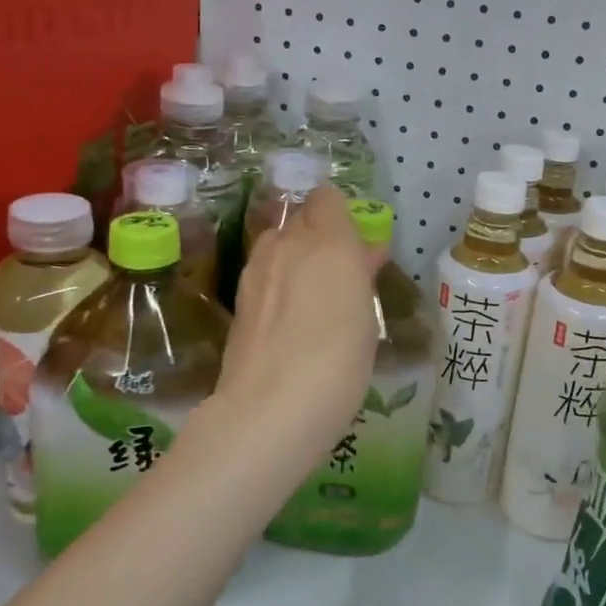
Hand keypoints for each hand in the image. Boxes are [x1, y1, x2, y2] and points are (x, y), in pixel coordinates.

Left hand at [214, 185, 386, 463]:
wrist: (271, 408)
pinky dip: (277, 283)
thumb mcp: (367, 315)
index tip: (356, 242)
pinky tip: (289, 318)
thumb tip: (363, 251)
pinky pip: (264, 274)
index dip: (341, 215)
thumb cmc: (340, 360)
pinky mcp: (239, 300)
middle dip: (318, 233)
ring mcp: (256, 271)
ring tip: (314, 295)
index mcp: (328, 241)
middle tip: (339, 269)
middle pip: (300, 217)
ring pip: (277, 244)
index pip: (327, 198)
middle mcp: (287, 245)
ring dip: (295, 256)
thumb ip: (362, 273)